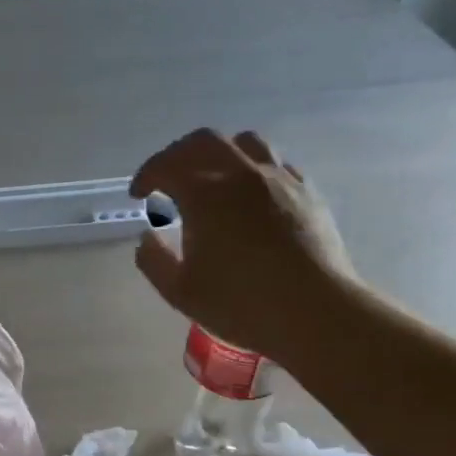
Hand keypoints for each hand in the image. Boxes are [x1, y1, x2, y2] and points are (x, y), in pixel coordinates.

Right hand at [130, 129, 358, 362]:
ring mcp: (279, 179)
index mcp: (204, 194)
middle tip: (168, 179)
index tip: (138, 195)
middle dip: (178, 155)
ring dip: (220, 153)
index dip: (146, 176)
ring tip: (212, 177)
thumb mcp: (180, 292)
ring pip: (245, 142)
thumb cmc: (241, 304)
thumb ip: (154, 260)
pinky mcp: (307, 192)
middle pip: (204, 141)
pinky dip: (253, 167)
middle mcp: (241, 174)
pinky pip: (276, 162)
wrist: (316, 313)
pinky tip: (251, 193)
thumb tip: (148, 237)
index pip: (166, 167)